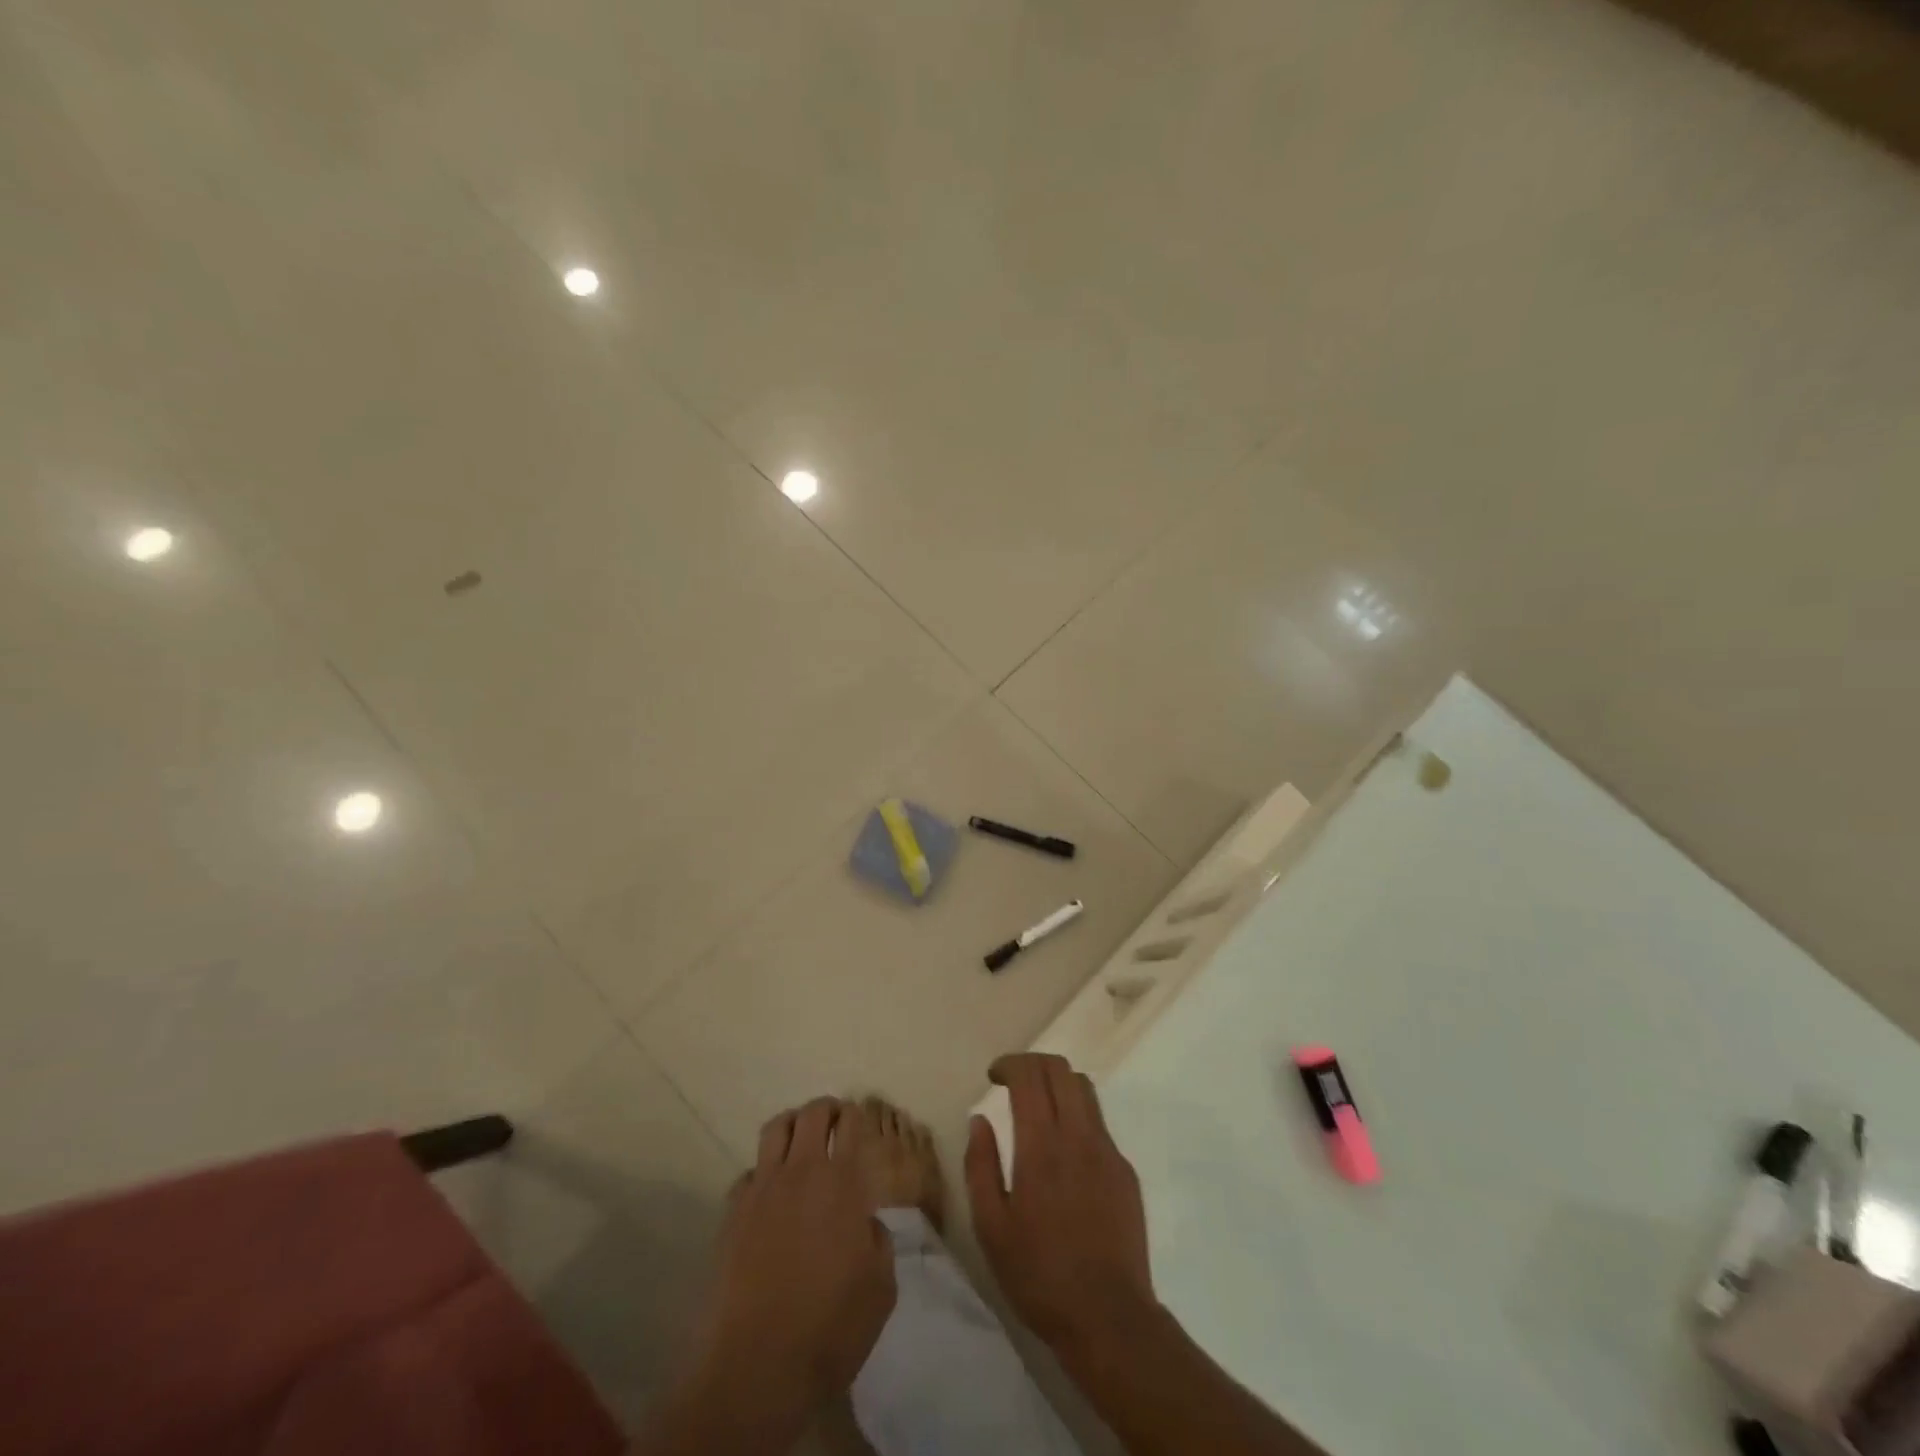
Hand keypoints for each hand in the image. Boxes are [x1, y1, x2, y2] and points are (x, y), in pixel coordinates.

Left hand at [697, 1098, 896, 1421]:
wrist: (757, 1365)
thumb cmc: (831, 1327)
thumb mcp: (881, 1288)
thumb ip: (878, 1243)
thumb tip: (866, 1224)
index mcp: (843, 1182)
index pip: (850, 1123)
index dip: (855, 1116)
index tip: (858, 1122)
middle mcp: (801, 1172)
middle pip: (811, 1113)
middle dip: (826, 1109)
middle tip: (834, 1121)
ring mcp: (762, 1189)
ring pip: (775, 1128)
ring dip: (792, 1125)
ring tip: (801, 1140)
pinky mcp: (732, 1213)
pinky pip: (749, 1172)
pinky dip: (763, 1172)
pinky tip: (769, 1195)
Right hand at [965, 1053, 1157, 1350]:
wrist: (1108, 1317)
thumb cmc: (1039, 1274)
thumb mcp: (991, 1227)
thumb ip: (980, 1165)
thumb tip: (979, 1120)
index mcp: (1041, 1145)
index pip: (1029, 1075)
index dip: (1009, 1064)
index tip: (993, 1076)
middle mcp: (1078, 1135)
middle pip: (1059, 1069)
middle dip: (1032, 1064)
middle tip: (1012, 1082)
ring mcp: (1107, 1150)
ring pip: (1084, 1088)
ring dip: (1057, 1083)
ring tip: (1039, 1107)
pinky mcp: (1125, 1170)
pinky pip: (1099, 1123)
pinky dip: (1077, 1117)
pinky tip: (1065, 1153)